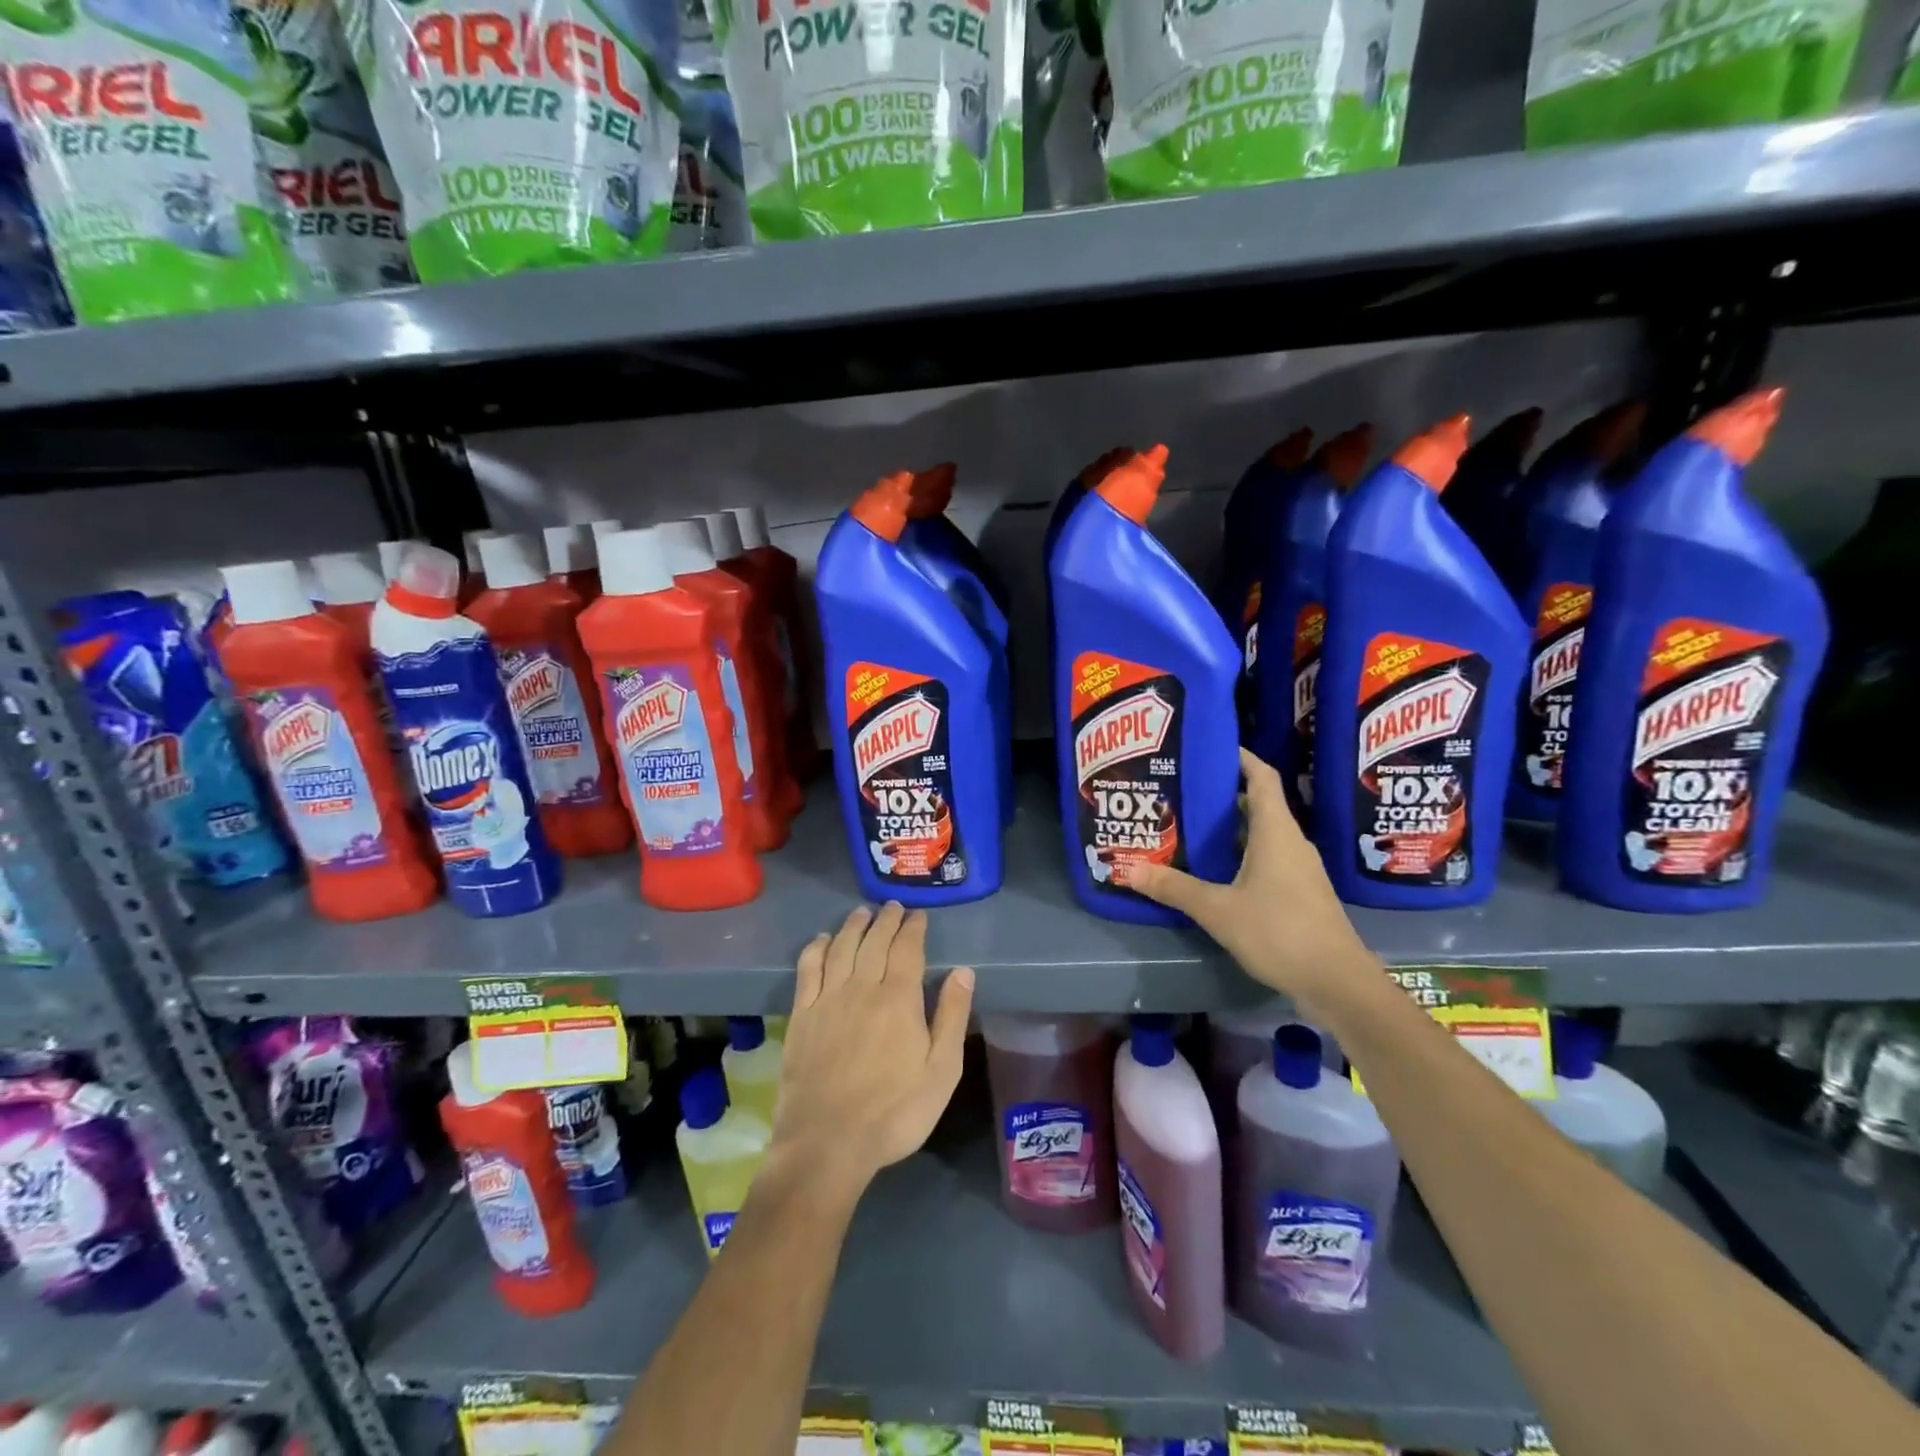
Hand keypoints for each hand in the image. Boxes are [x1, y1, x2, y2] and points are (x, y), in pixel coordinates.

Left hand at [772, 903, 974, 1192]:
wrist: (826, 1144)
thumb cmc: (894, 1112)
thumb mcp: (941, 1071)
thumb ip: (952, 1017)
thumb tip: (963, 972)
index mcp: (898, 998)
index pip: (907, 948)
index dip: (913, 928)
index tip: (918, 915)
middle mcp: (861, 987)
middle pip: (874, 941)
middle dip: (886, 920)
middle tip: (893, 907)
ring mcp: (827, 1000)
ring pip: (841, 948)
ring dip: (853, 926)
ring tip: (862, 913)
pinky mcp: (801, 1016)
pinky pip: (808, 969)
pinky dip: (816, 948)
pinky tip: (822, 939)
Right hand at [1126, 748, 1375, 1014]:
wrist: (1338, 983)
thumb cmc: (1280, 932)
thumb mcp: (1218, 910)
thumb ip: (1174, 888)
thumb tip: (1129, 870)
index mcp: (1276, 831)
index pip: (1261, 776)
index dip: (1239, 756)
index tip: (1209, 747)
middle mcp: (1290, 842)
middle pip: (1258, 804)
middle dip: (1221, 795)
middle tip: (1181, 792)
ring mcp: (1298, 869)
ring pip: (1261, 835)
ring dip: (1229, 829)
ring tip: (1189, 828)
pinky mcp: (1299, 893)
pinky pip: (1266, 860)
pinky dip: (1239, 856)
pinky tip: (1213, 871)